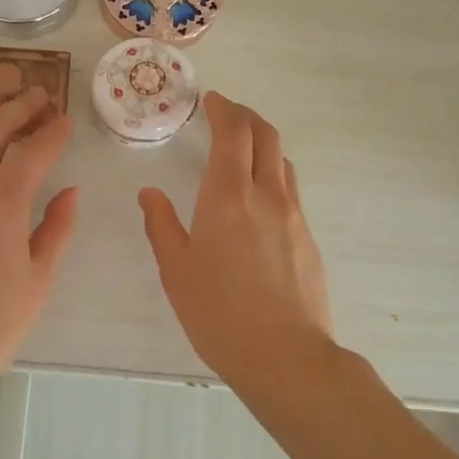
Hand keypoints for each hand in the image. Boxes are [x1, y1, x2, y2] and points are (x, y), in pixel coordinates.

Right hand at [139, 92, 333, 389]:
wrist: (285, 356)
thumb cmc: (219, 314)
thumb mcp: (177, 271)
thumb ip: (161, 226)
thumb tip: (150, 193)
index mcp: (228, 196)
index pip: (234, 132)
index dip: (224, 109)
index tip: (212, 101)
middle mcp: (267, 195)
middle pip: (266, 135)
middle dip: (246, 116)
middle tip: (226, 114)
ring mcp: (294, 215)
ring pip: (283, 161)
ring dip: (263, 143)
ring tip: (242, 151)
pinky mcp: (308, 237)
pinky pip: (290, 190)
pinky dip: (273, 174)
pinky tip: (257, 199)